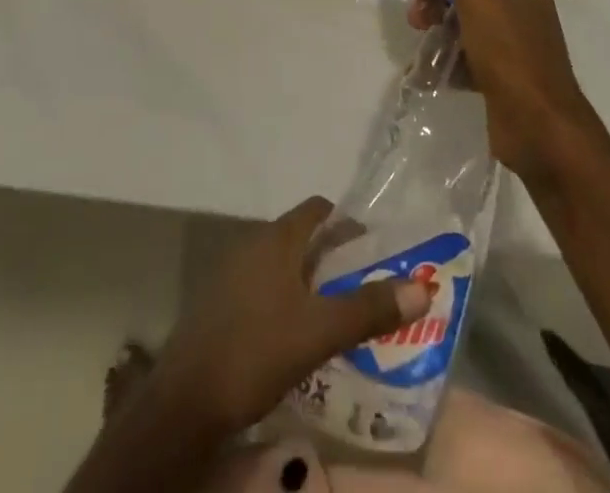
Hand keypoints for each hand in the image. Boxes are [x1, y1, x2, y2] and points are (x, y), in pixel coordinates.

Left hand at [149, 196, 430, 437]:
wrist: (186, 400)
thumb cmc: (256, 350)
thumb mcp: (320, 332)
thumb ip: (369, 309)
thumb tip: (423, 286)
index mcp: (276, 239)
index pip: (318, 209)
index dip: (347, 223)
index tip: (374, 249)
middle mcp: (253, 244)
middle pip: (301, 237)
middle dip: (334, 258)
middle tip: (365, 287)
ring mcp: (232, 274)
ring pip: (282, 266)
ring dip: (310, 283)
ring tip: (339, 315)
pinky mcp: (220, 305)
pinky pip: (263, 289)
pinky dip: (286, 301)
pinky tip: (298, 337)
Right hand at [407, 0, 601, 179]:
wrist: (540, 130)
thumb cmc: (511, 52)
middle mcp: (520, 7)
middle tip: (416, 5)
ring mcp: (511, 43)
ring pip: (464, 19)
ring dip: (437, 21)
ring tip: (420, 34)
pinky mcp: (500, 75)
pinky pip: (466, 54)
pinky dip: (447, 56)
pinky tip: (432, 67)